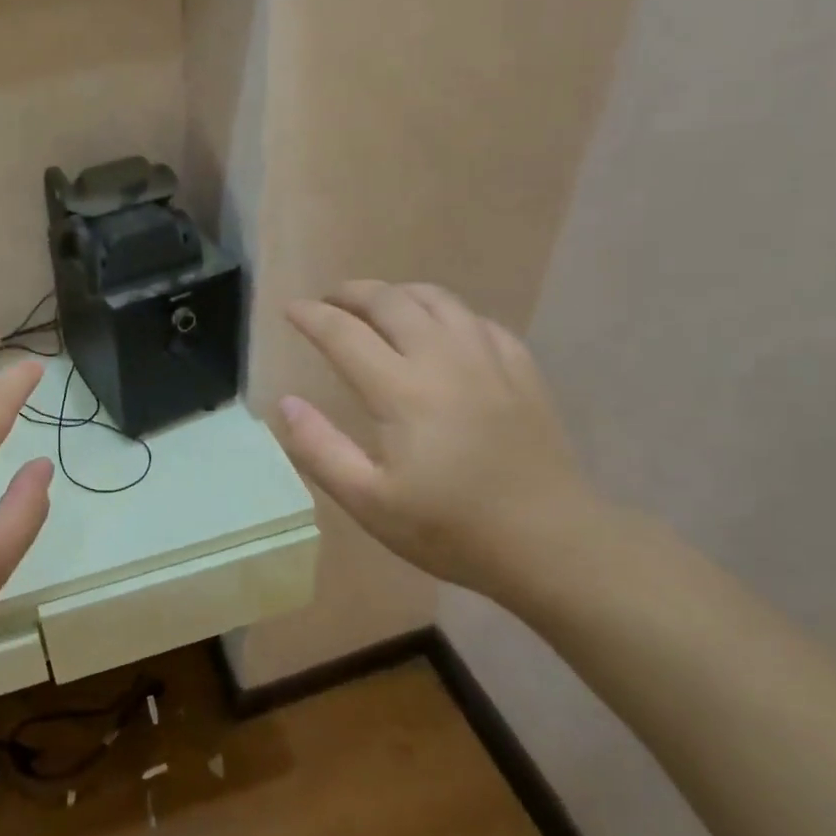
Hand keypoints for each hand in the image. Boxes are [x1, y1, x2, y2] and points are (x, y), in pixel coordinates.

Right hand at [280, 282, 603, 602]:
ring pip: (438, 300)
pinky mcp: (521, 370)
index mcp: (401, 391)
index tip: (290, 309)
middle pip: (391, 301)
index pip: (344, 334)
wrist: (549, 542)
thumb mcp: (369, 502)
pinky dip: (446, 312)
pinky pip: (477, 320)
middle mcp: (443, 359)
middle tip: (329, 300)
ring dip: (398, 292)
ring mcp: (488, 359)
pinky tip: (441, 329)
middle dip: (352, 292)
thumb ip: (320, 449)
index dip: (312, 317)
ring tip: (378, 304)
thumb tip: (286, 404)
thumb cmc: (449, 528)